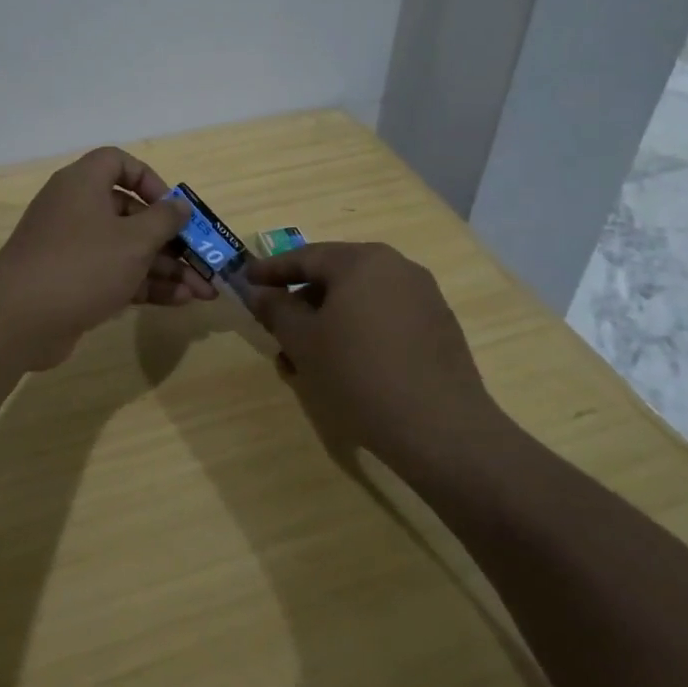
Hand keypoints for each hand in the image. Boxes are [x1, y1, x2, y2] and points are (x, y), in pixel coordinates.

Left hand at [0, 147, 216, 367]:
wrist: (18, 320)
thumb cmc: (82, 265)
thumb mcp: (133, 240)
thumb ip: (163, 221)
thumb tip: (180, 205)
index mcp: (83, 184)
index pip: (118, 163)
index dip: (149, 180)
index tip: (171, 207)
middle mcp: (76, 209)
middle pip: (130, 213)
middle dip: (171, 239)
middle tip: (202, 260)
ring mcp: (72, 248)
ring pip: (126, 249)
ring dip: (165, 268)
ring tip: (203, 292)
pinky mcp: (71, 282)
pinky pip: (114, 274)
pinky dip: (144, 285)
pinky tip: (179, 302)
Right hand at [244, 242, 503, 480]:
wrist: (441, 429)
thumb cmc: (359, 375)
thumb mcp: (304, 342)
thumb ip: (276, 309)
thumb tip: (260, 292)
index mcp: (362, 261)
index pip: (305, 256)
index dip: (271, 270)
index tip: (246, 279)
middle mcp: (396, 268)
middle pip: (335, 277)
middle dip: (301, 302)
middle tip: (275, 327)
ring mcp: (423, 296)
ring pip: (359, 301)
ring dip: (327, 323)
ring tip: (305, 360)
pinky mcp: (438, 327)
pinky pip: (385, 318)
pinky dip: (358, 333)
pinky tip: (344, 367)